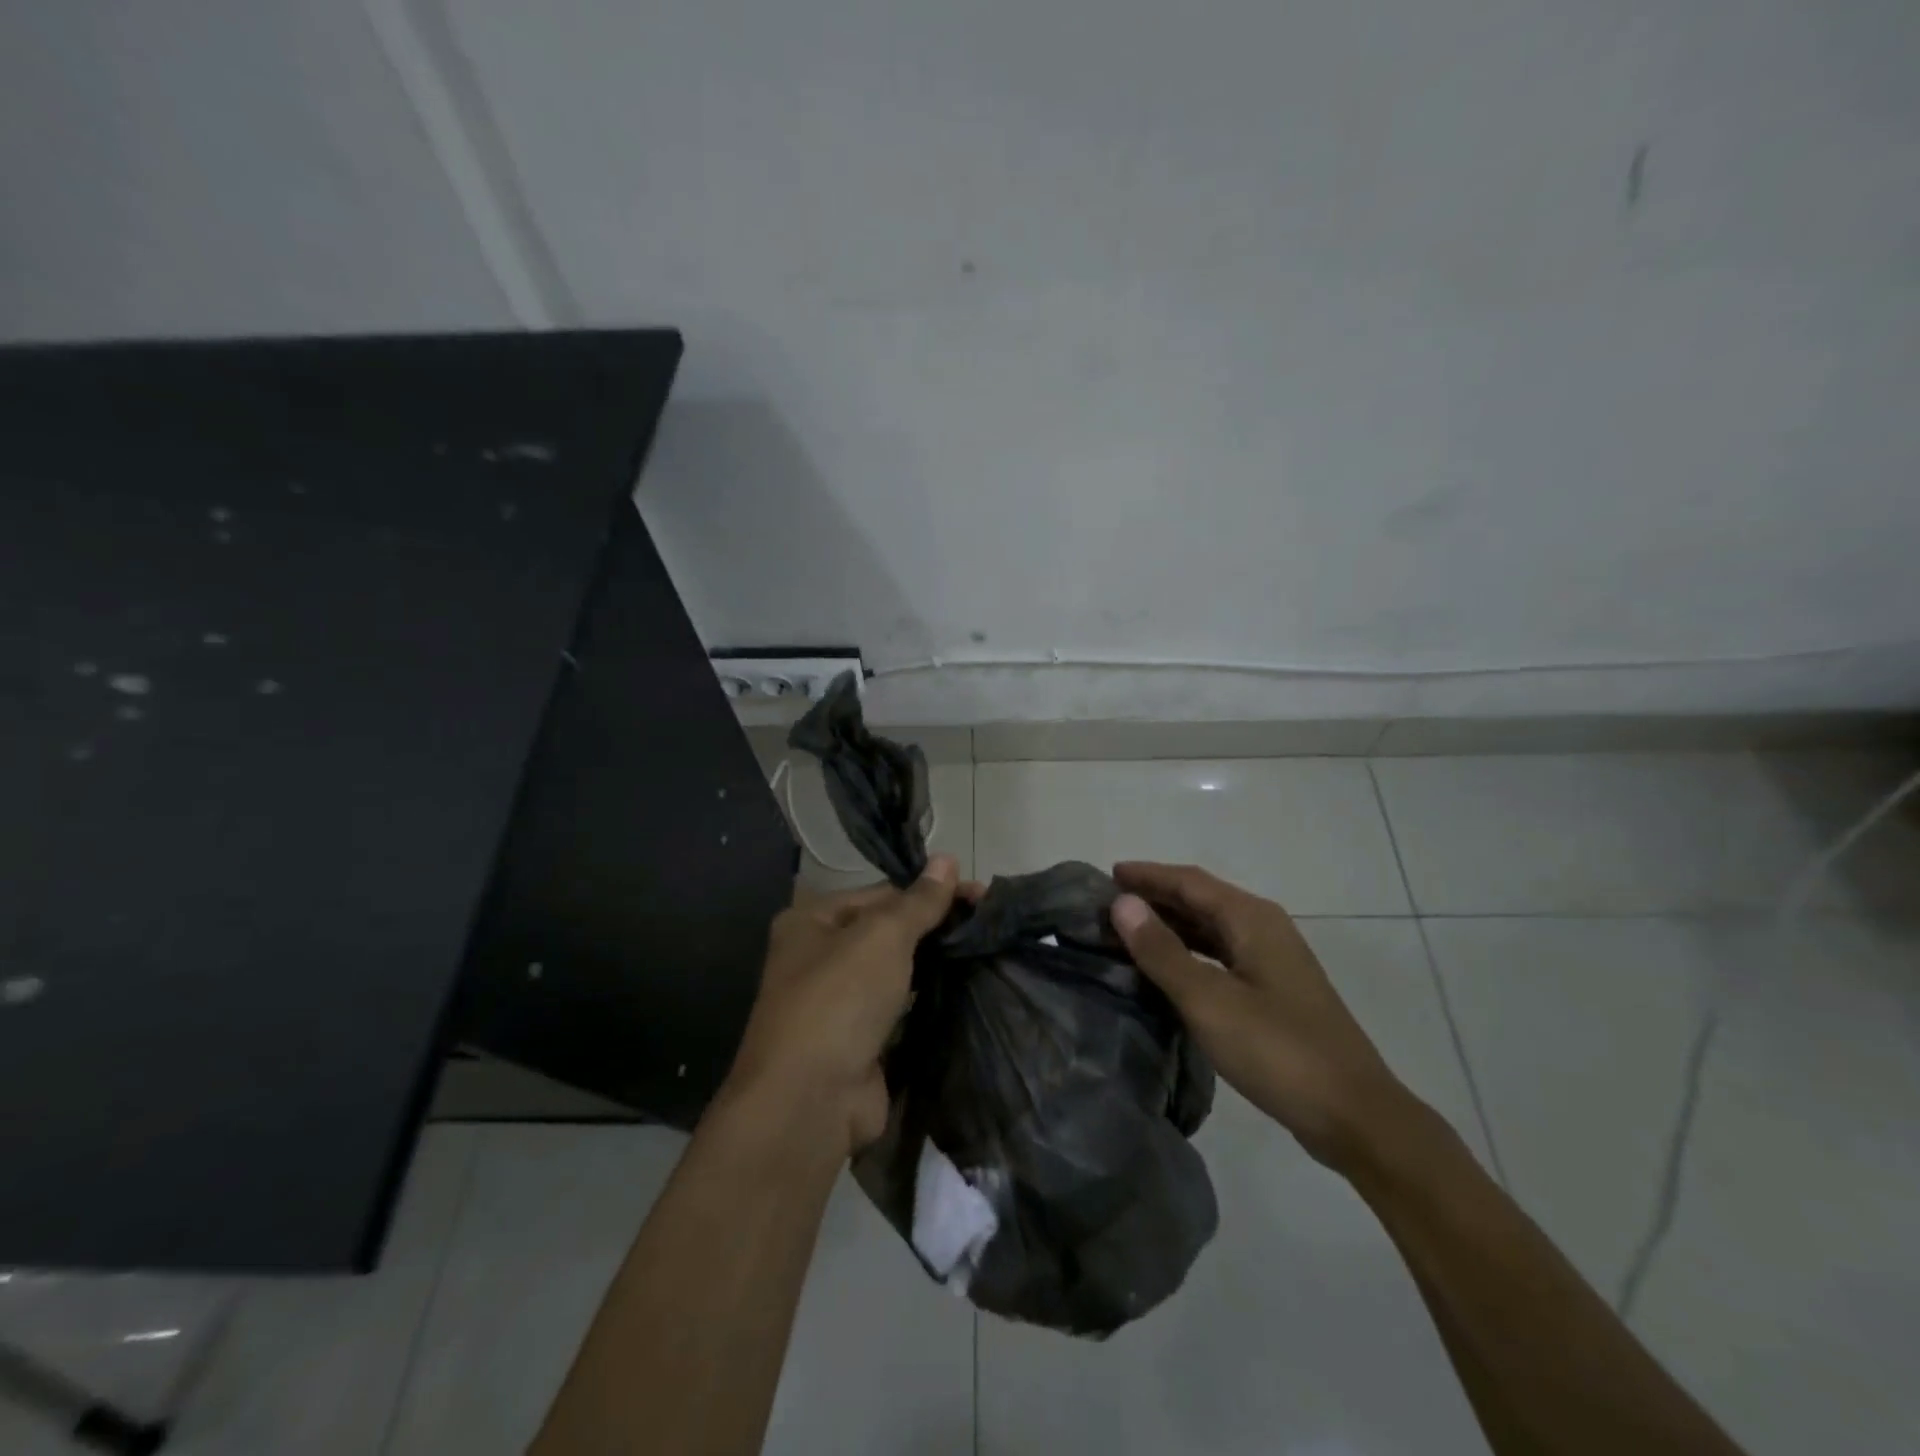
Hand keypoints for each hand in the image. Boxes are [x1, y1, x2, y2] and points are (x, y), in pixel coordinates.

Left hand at [722, 857, 959, 1157]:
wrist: (810, 1101)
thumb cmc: (840, 999)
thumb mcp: (882, 936)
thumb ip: (919, 901)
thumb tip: (947, 858)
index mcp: (812, 921)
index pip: (880, 894)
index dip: (929, 892)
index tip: (978, 895)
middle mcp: (819, 958)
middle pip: (887, 932)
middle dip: (935, 927)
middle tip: (988, 923)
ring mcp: (839, 1004)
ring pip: (895, 972)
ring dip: (933, 964)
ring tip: (986, 951)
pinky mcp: (860, 1042)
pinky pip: (900, 1009)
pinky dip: (927, 1000)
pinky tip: (965, 989)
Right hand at [1110, 862, 1411, 1170]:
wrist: (1354, 1115)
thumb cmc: (1277, 1050)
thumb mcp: (1208, 1000)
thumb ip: (1162, 951)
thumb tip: (1122, 903)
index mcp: (1251, 919)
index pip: (1188, 881)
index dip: (1147, 875)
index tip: (1107, 873)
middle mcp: (1264, 928)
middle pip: (1201, 899)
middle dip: (1156, 897)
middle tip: (1109, 903)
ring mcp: (1273, 961)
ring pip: (1211, 928)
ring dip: (1171, 924)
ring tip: (1128, 931)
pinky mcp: (1275, 992)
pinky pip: (1221, 954)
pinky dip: (1189, 952)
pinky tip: (1168, 969)